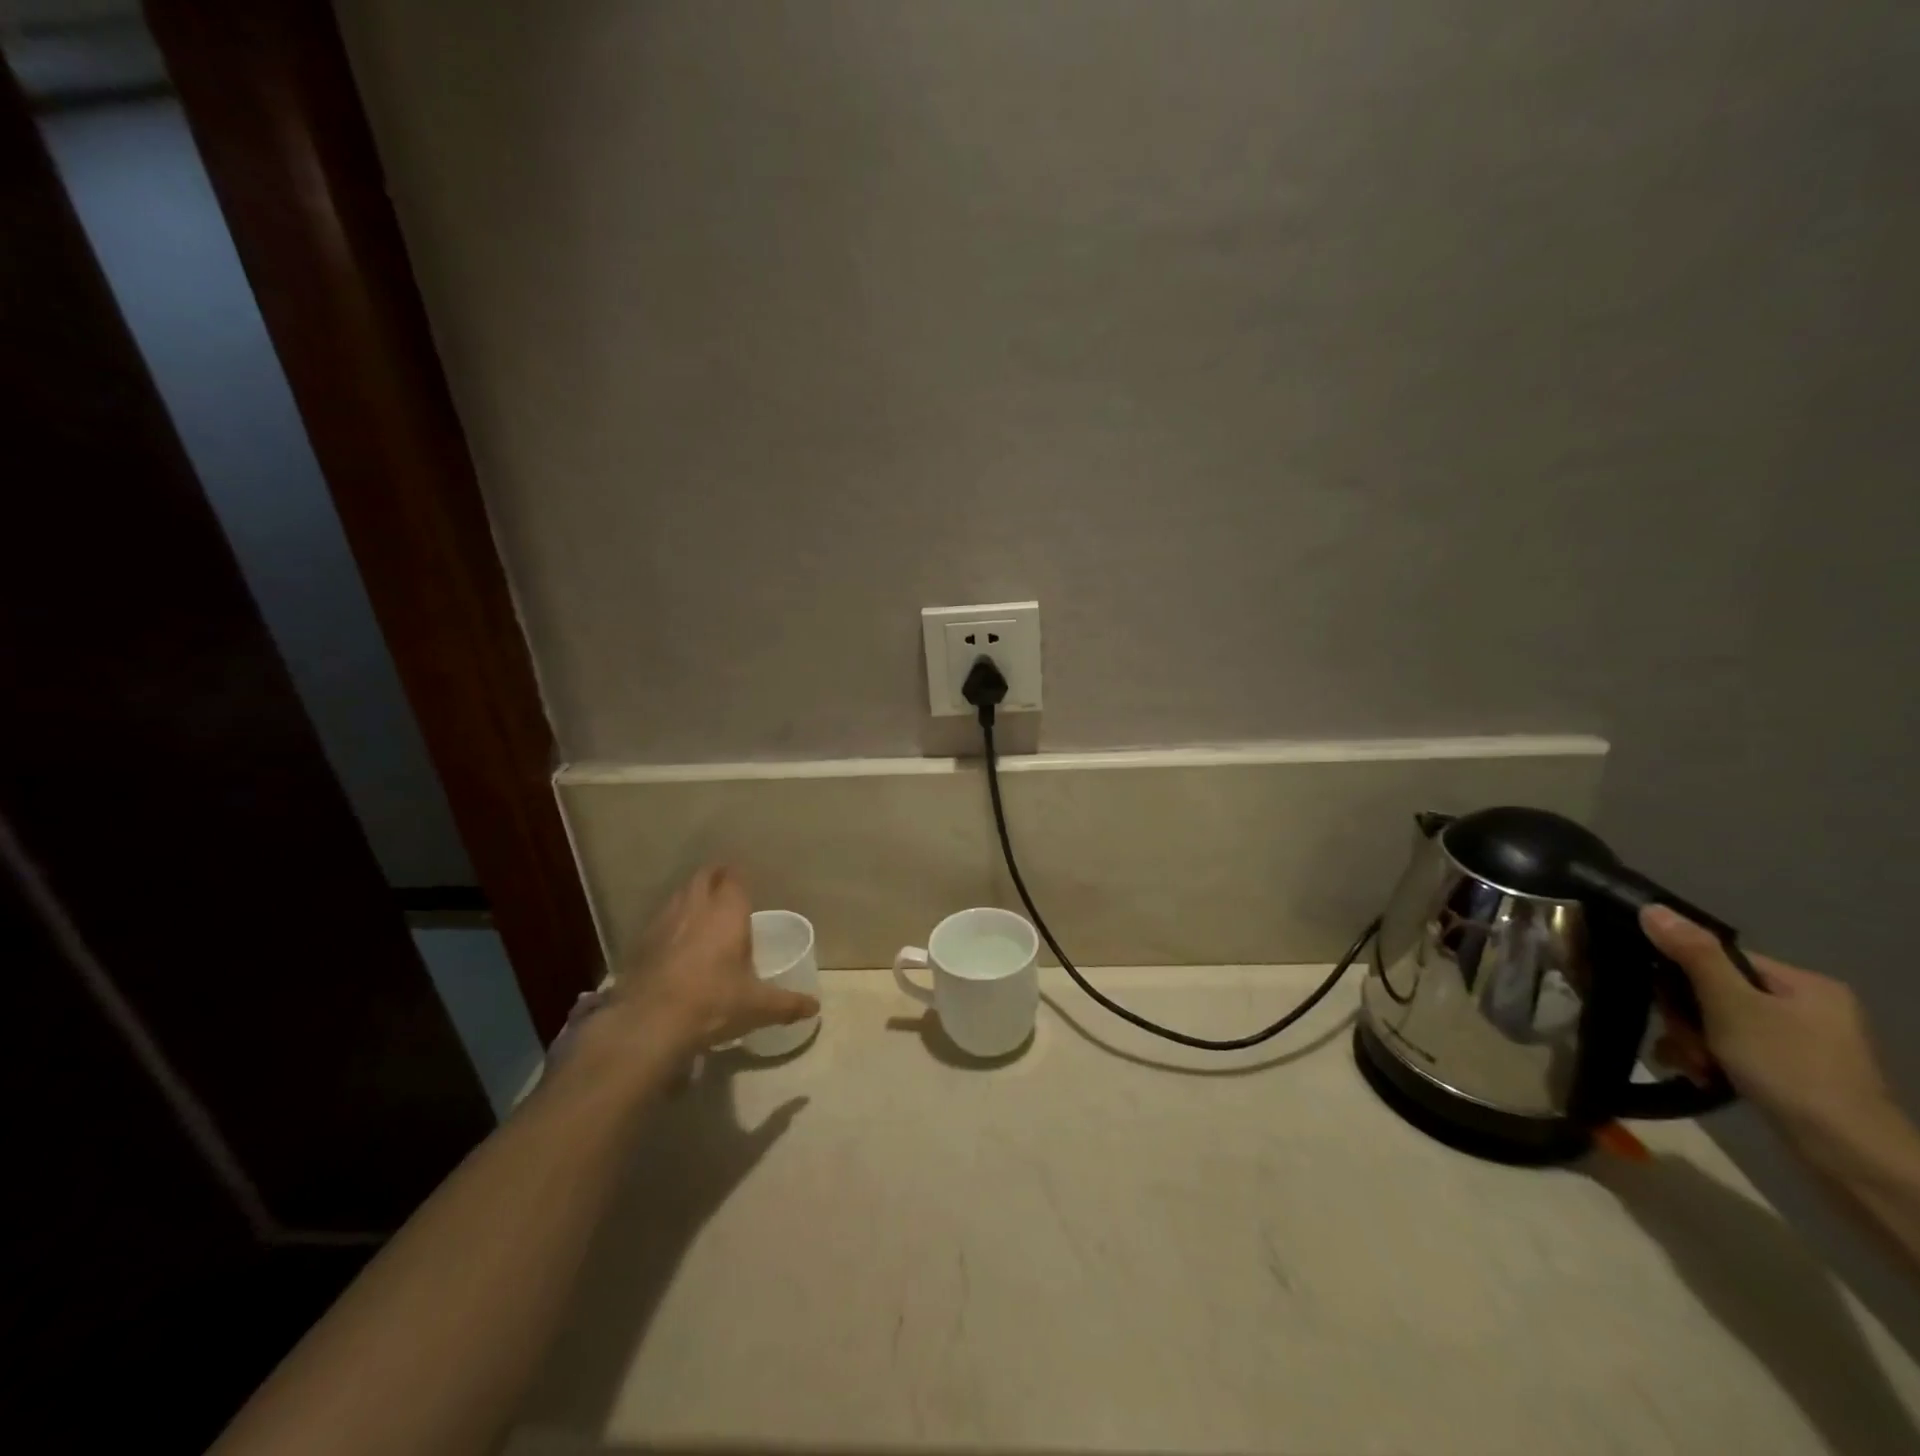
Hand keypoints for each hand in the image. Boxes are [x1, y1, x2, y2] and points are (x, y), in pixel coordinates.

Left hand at [599, 867, 818, 1060]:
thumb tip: (814, 1007)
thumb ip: (788, 1004)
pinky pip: (659, 922)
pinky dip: (669, 924)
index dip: (737, 877)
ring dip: (690, 898)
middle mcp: (695, 908)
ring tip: (700, 913)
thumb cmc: (714, 1003)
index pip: (733, 878)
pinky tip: (673, 943)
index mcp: (727, 913)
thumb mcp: (758, 1006)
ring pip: (678, 896)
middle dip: (714, 878)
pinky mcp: (640, 944)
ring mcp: (663, 923)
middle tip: (724, 889)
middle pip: (703, 878)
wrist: (650, 1024)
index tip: (743, 882)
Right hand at [1641, 905, 1894, 1141]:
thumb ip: (1693, 954)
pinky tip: (1700, 1076)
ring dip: (1693, 1042)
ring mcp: (1805, 1044)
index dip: (1681, 978)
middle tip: (1685, 1043)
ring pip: (1720, 1026)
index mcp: (1804, 984)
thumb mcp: (1732, 1005)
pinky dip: (1712, 1061)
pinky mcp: (1795, 1074)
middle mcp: (1809, 1008)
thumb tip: (1652, 908)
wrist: (1846, 1153)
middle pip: (1716, 994)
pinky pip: (1735, 1052)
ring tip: (1692, 1065)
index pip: (1720, 960)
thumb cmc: (1789, 1066)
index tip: (1666, 1005)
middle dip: (1687, 1019)